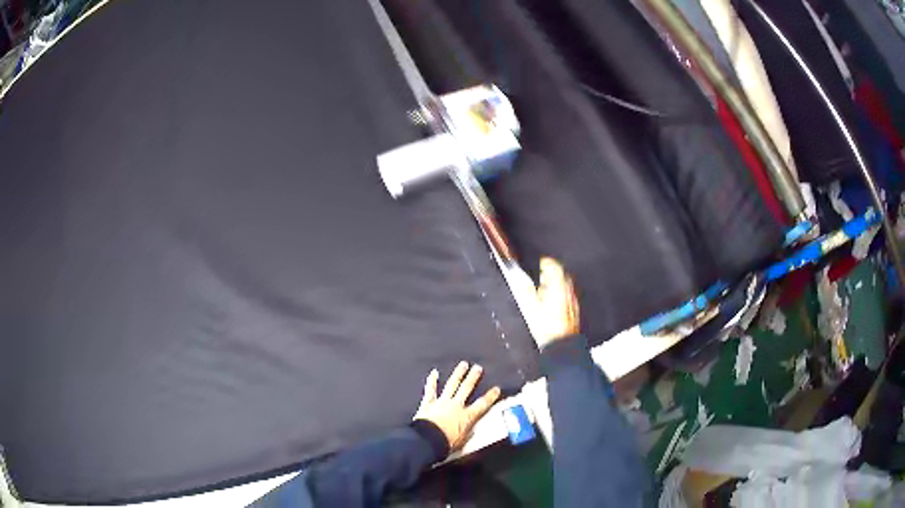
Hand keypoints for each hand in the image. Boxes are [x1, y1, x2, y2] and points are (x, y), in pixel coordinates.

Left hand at [413, 362, 501, 451]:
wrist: (427, 441)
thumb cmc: (446, 444)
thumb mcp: (462, 442)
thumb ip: (468, 435)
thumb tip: (473, 431)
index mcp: (466, 416)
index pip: (482, 404)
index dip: (490, 396)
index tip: (496, 388)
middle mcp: (456, 405)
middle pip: (466, 389)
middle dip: (473, 378)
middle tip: (478, 368)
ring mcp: (442, 402)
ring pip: (452, 385)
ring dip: (458, 374)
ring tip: (463, 364)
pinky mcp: (428, 402)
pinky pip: (430, 390)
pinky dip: (431, 381)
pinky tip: (434, 372)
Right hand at [532, 257, 579, 347]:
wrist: (560, 344)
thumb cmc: (546, 328)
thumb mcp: (529, 307)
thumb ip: (526, 290)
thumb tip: (522, 280)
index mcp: (557, 286)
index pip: (555, 266)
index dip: (546, 262)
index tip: (541, 263)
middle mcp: (568, 290)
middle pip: (562, 274)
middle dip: (551, 273)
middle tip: (540, 277)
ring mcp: (573, 299)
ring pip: (565, 284)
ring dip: (556, 283)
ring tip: (544, 290)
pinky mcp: (574, 308)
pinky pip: (567, 294)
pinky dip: (560, 293)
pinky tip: (551, 303)